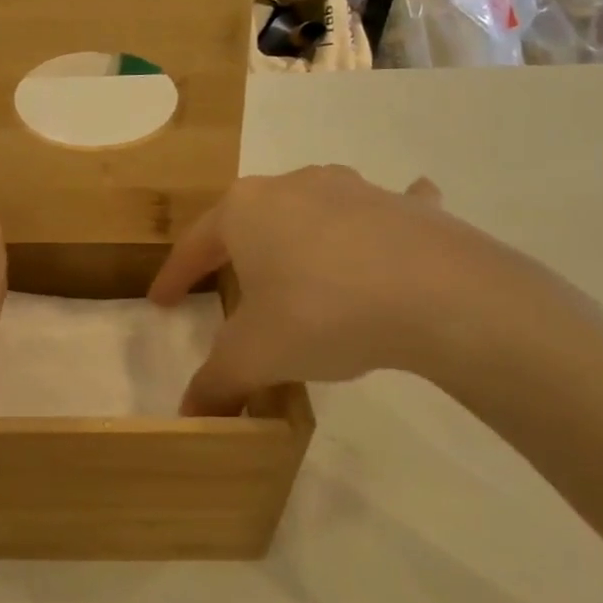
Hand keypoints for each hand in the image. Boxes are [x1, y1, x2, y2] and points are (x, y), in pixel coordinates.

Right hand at [148, 165, 517, 415]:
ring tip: (299, 268)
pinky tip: (389, 240)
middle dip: (235, 252)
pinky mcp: (408, 208)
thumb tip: (191, 415)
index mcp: (245, 211)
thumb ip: (216, 383)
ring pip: (313, 211)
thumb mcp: (255, 356)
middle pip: (250, 221)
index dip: (174, 277)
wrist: (441, 296)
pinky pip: (385, 212)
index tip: (161, 302)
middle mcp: (294, 187)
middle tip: (226, 285)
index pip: (194, 245)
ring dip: (300, 236)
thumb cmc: (322, 313)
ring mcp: (355, 190)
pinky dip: (380, 225)